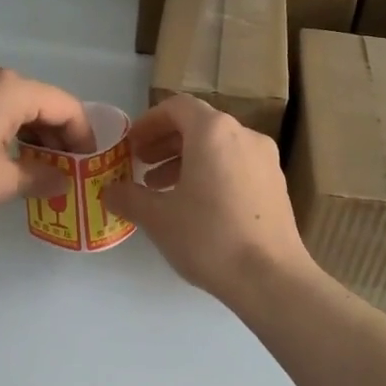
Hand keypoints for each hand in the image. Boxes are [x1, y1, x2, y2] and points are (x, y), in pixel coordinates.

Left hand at [0, 69, 93, 221]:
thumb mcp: (3, 183)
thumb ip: (42, 178)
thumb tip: (62, 182)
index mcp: (11, 89)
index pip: (65, 106)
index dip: (82, 136)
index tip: (86, 165)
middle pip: (37, 100)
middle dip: (55, 134)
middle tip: (64, 168)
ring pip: (8, 103)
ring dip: (27, 130)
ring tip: (33, 163)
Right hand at [102, 95, 314, 299]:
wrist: (271, 278)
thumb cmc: (209, 237)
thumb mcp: (158, 218)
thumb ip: (129, 197)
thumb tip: (109, 191)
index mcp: (213, 131)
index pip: (176, 107)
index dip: (149, 122)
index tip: (131, 145)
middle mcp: (244, 135)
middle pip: (198, 125)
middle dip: (165, 143)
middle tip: (141, 165)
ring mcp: (265, 160)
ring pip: (218, 147)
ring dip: (186, 160)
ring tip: (162, 189)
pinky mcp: (276, 185)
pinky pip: (236, 165)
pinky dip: (211, 173)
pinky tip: (196, 206)